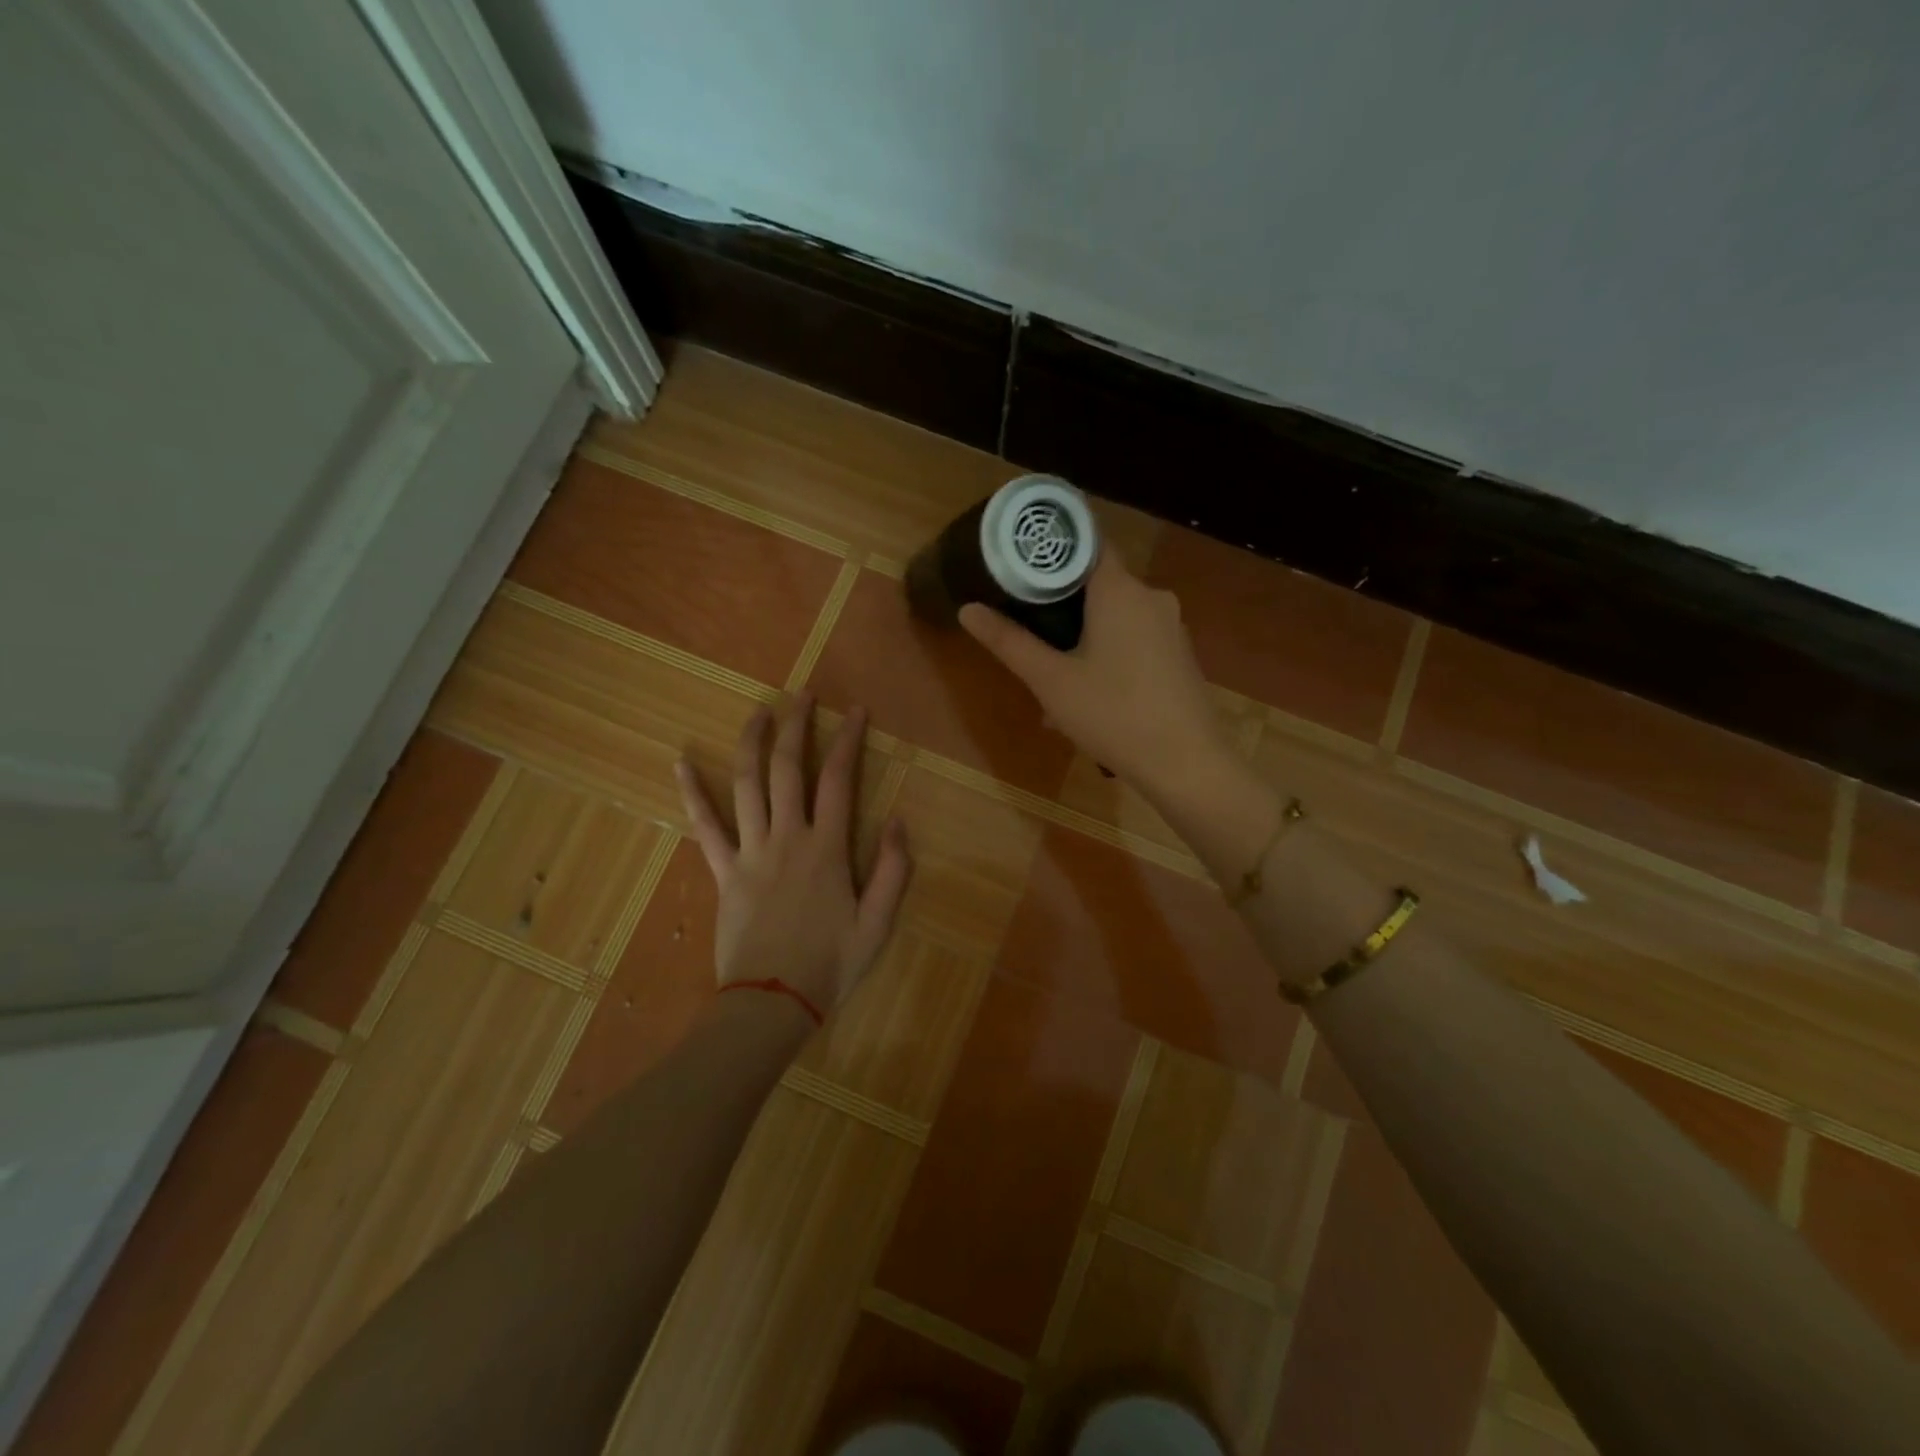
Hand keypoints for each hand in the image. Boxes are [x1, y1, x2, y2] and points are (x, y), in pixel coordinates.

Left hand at [675, 693, 910, 1015]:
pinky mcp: (723, 872)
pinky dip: (692, 793)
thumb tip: (896, 819)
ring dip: (752, 742)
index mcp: (827, 849)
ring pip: (747, 784)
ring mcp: (749, 852)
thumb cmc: (830, 965)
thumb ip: (893, 870)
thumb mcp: (879, 924)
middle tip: (803, 696)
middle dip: (796, 726)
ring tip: (759, 711)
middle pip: (787, 769)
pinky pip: (704, 827)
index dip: (848, 741)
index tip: (854, 711)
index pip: (839, 780)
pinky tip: (681, 762)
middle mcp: (787, 838)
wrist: (771, 1004)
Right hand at [959, 552, 1231, 797]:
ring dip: (1084, 638)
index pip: (1086, 542)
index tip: (1021, 564)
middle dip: (1062, 606)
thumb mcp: (1050, 680)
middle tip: (1029, 632)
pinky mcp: (1179, 655)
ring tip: (1054, 678)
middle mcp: (1151, 597)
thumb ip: (1009, 641)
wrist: (1187, 763)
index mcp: (1120, 589)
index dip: (1052, 549)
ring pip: (1116, 617)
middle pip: (1098, 584)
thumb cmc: (1113, 713)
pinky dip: (1109, 655)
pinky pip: (1135, 641)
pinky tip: (1090, 696)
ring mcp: (1171, 627)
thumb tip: (967, 609)